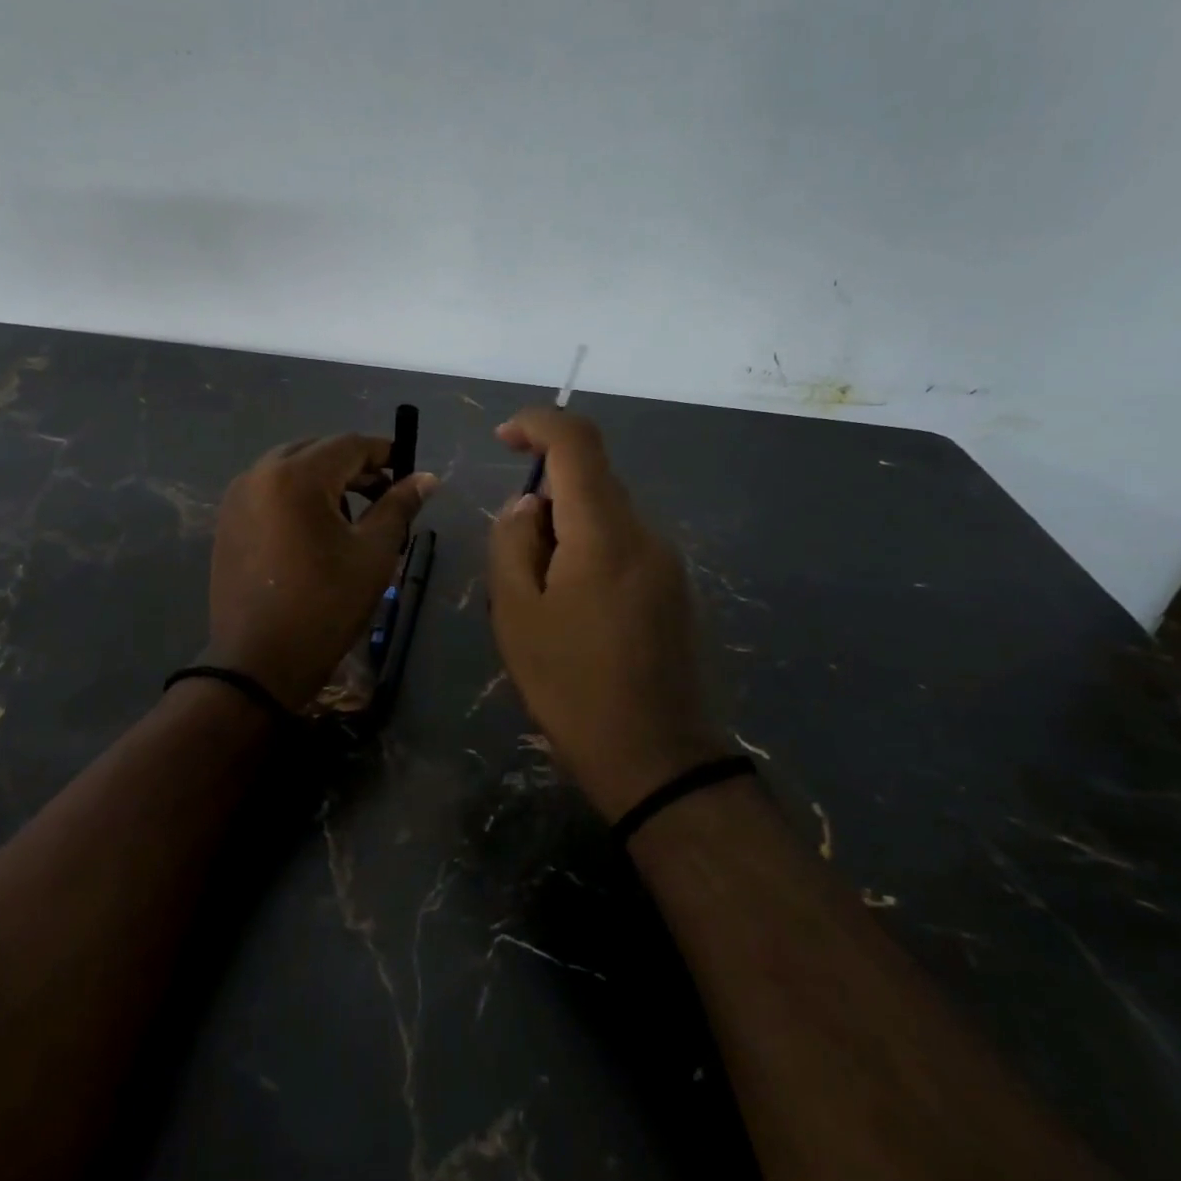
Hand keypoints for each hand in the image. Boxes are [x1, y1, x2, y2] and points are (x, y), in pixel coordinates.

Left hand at [207, 435, 436, 711]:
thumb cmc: (326, 606)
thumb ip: (398, 506)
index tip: (408, 471)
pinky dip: (297, 496)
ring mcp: (237, 497)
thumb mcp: (373, 554)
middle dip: (354, 466)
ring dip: (325, 480)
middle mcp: (259, 474)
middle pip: (317, 450)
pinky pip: (269, 490)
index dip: (384, 452)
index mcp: (296, 477)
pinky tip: (315, 530)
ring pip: (290, 468)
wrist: (259, 662)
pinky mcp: (227, 521)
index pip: (349, 445)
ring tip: (351, 516)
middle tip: (384, 494)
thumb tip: (425, 478)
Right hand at [487, 407, 723, 820]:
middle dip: (544, 503)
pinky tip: (578, 618)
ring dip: (566, 537)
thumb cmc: (572, 687)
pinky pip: (625, 548)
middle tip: (516, 568)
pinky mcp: (676, 589)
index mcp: (604, 532)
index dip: (538, 423)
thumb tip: (528, 506)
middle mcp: (645, 534)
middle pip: (591, 483)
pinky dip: (591, 557)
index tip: (504, 437)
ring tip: (544, 605)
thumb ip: (513, 544)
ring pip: (606, 518)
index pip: (578, 442)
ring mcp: (668, 562)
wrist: (656, 758)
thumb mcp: (516, 615)